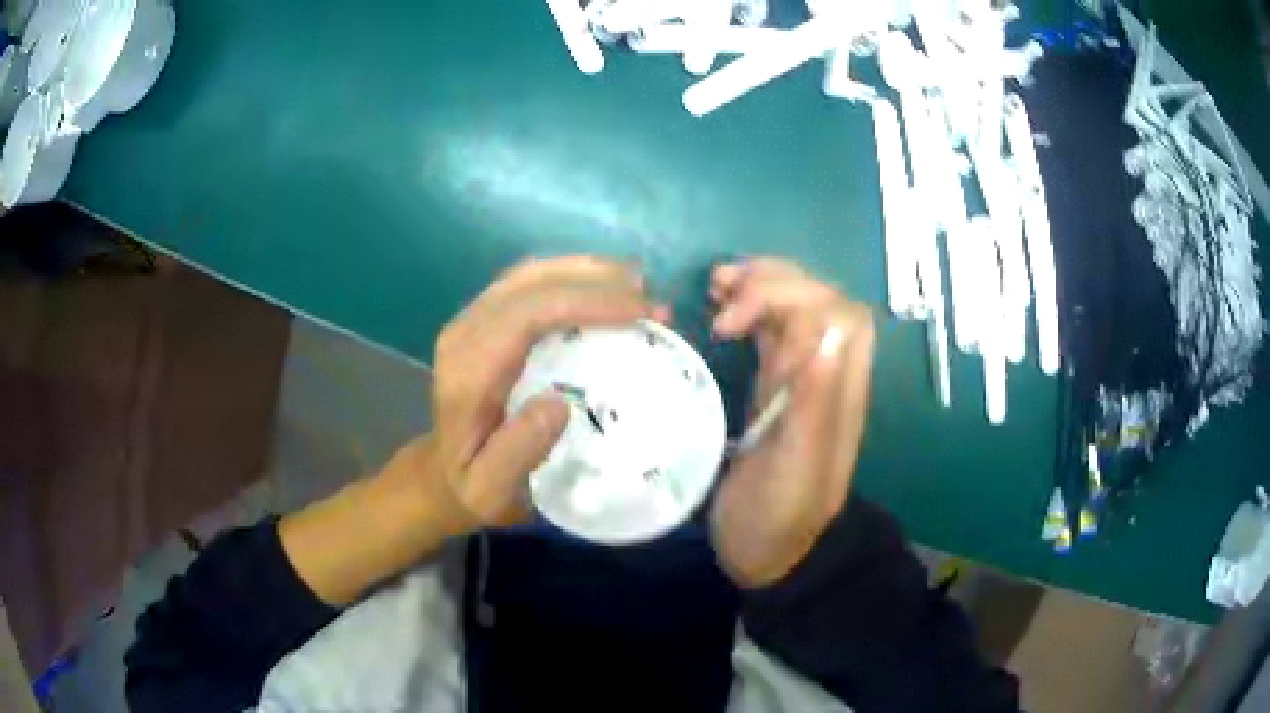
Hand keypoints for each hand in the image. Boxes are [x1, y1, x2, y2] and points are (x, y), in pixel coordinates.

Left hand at [284, 257, 663, 604]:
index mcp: (468, 371)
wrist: (440, 474)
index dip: (587, 302)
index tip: (642, 312)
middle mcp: (465, 333)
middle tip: (652, 299)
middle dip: (597, 280)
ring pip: (531, 274)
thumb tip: (558, 403)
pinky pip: (530, 284)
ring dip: (587, 272)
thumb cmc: (471, 486)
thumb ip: (517, 452)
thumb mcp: (490, 491)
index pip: (528, 314)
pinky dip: (572, 279)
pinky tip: (605, 288)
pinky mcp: (483, 319)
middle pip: (531, 282)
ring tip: (638, 287)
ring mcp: (472, 320)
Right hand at [708, 258, 874, 587]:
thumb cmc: (778, 515)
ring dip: (760, 285)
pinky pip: (772, 331)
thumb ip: (815, 401)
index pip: (839, 314)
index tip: (738, 330)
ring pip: (796, 308)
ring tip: (716, 285)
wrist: (769, 552)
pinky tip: (720, 308)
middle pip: (819, 300)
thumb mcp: (796, 467)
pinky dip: (749, 307)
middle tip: (719, 300)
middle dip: (771, 284)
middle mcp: (827, 375)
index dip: (793, 302)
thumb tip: (825, 330)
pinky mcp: (776, 387)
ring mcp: (801, 378)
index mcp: (840, 390)